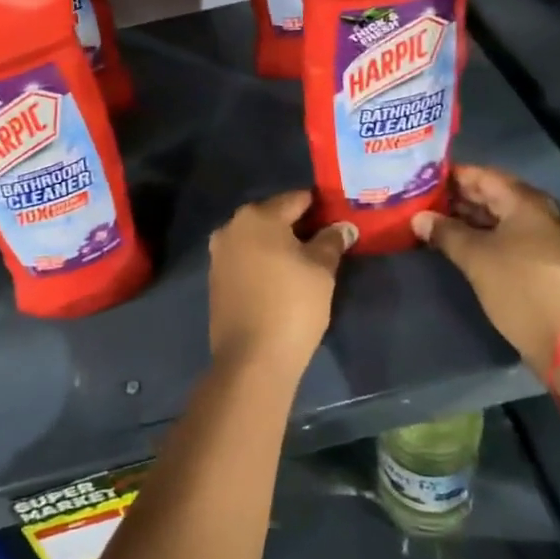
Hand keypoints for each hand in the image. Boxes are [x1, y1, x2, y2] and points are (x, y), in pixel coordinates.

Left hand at [208, 190, 356, 375]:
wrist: (252, 359)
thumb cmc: (292, 304)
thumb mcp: (321, 270)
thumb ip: (332, 241)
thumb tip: (343, 226)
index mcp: (256, 216)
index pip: (295, 199)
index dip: (320, 207)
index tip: (338, 217)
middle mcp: (231, 227)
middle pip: (273, 217)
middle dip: (298, 226)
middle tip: (326, 241)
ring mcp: (219, 254)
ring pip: (257, 239)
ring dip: (279, 246)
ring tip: (307, 263)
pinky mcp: (216, 280)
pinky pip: (246, 260)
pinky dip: (263, 263)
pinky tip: (282, 280)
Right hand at [412, 165, 559, 377]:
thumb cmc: (518, 287)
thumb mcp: (475, 257)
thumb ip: (445, 232)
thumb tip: (419, 217)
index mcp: (525, 202)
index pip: (483, 176)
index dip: (453, 175)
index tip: (423, 178)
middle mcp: (539, 212)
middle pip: (493, 195)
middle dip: (458, 197)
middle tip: (423, 200)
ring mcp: (544, 237)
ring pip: (500, 217)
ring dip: (469, 218)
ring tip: (434, 221)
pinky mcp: (543, 260)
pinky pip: (508, 236)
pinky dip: (484, 235)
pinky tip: (459, 243)